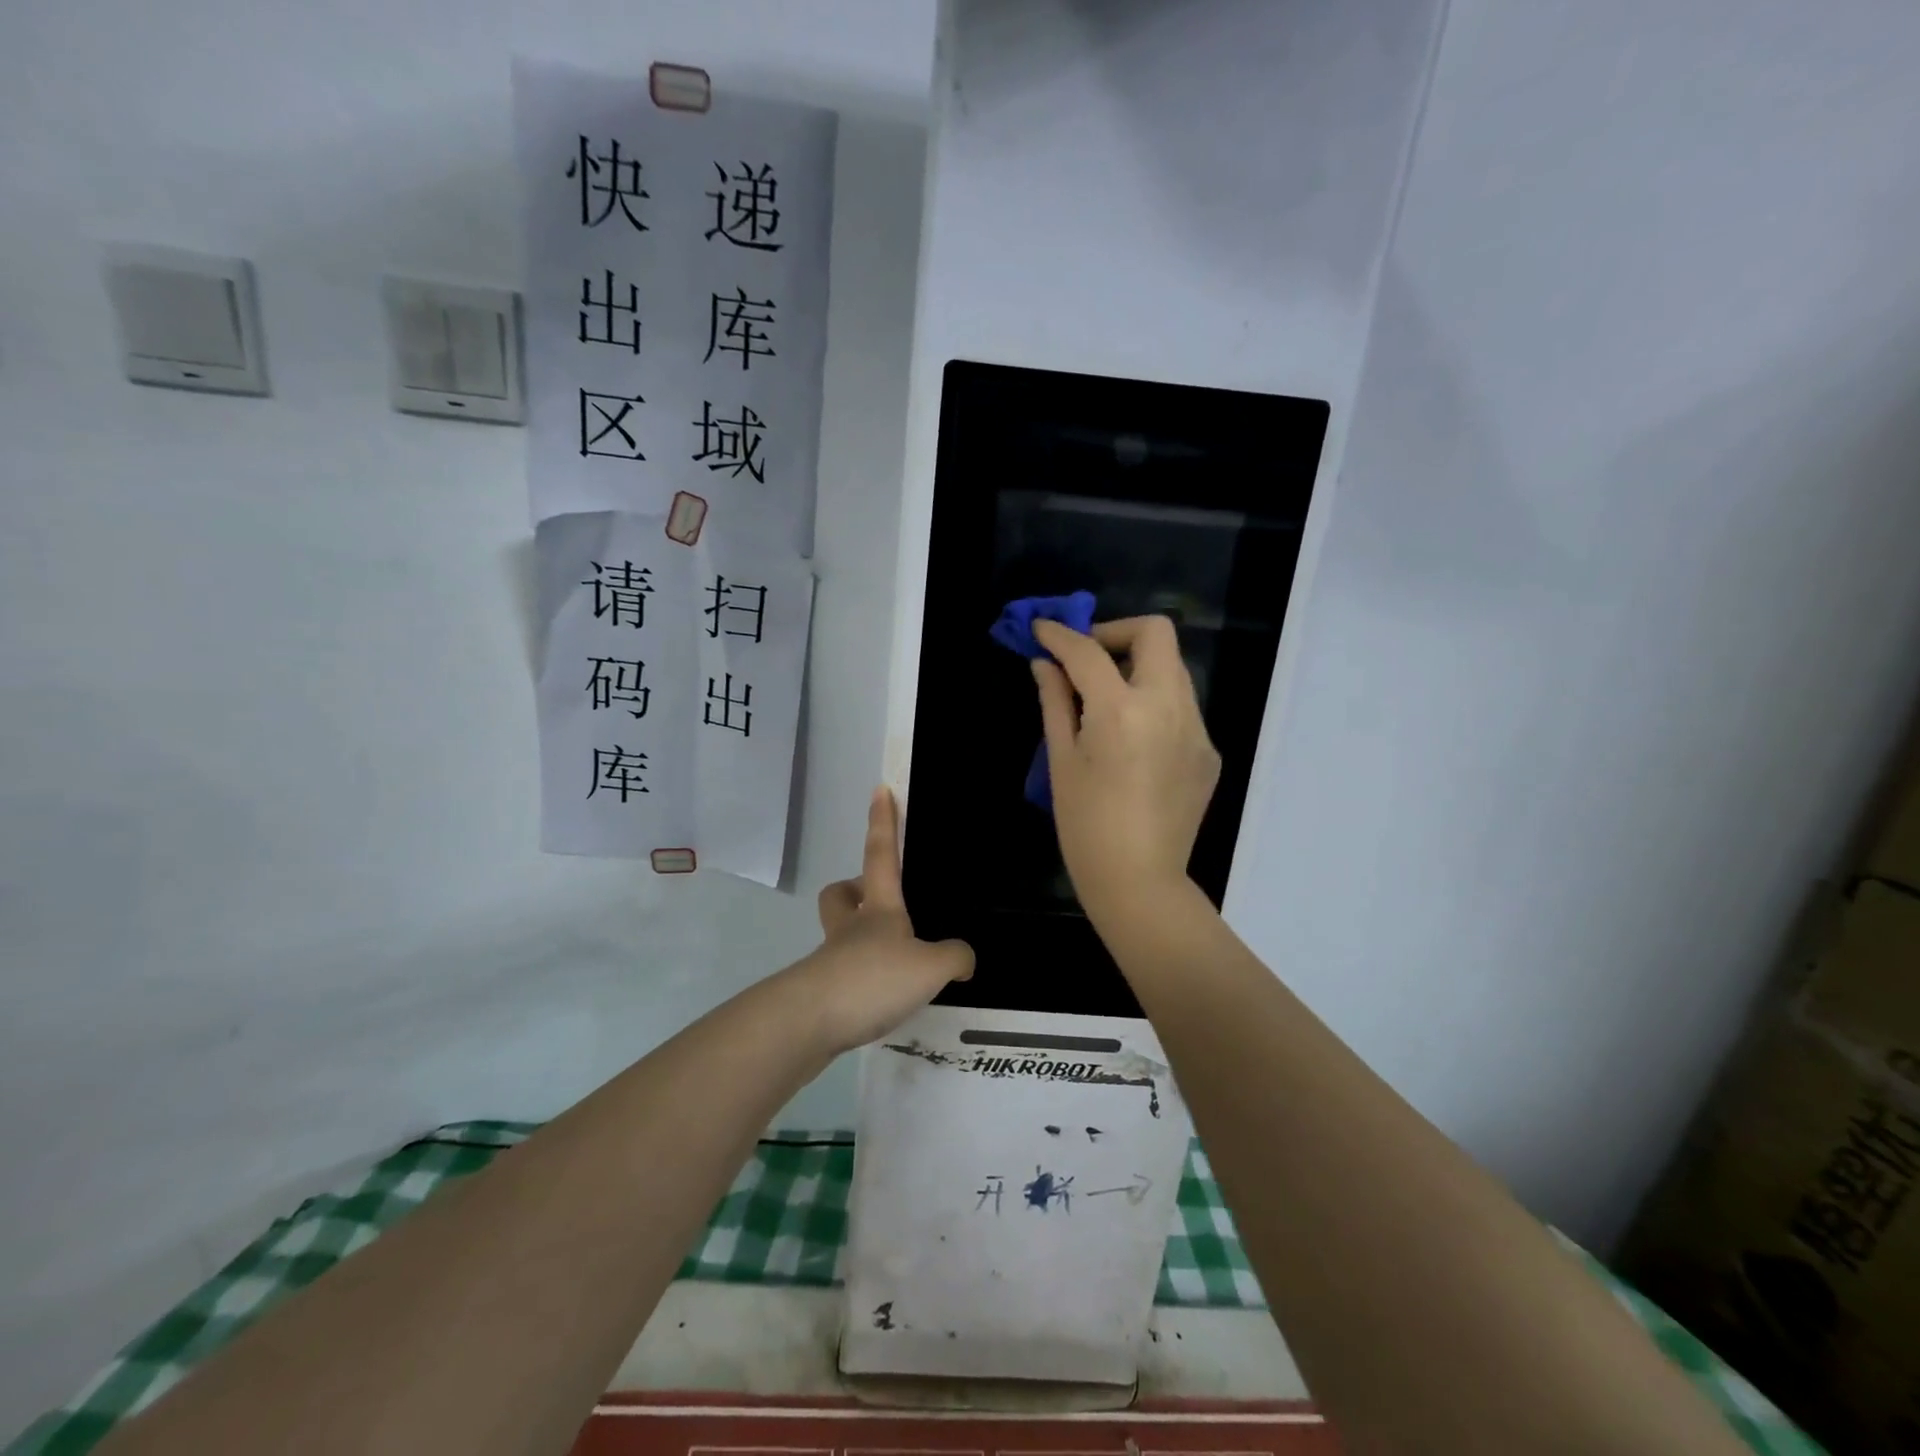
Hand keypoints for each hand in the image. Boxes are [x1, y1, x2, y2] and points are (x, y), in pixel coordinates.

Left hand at [791, 787, 973, 1052]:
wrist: (810, 1021)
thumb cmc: (873, 978)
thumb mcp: (930, 967)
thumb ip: (954, 957)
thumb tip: (963, 958)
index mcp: (879, 908)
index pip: (880, 853)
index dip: (882, 821)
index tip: (879, 790)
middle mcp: (851, 927)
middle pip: (841, 893)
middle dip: (853, 888)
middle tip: (877, 901)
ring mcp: (831, 959)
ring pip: (839, 933)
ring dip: (860, 937)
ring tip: (894, 962)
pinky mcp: (822, 992)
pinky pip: (843, 974)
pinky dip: (861, 980)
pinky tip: (882, 1000)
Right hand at [1031, 616, 1221, 916]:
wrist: (1139, 881)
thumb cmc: (1085, 826)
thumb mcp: (1061, 760)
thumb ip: (1055, 702)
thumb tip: (1045, 664)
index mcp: (1122, 710)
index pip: (1089, 651)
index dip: (1061, 634)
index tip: (1042, 628)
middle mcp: (1168, 707)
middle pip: (1155, 633)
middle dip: (1115, 632)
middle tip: (1085, 658)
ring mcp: (1197, 728)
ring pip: (1172, 668)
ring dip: (1136, 667)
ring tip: (1105, 698)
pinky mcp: (1208, 751)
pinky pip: (1181, 707)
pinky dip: (1153, 703)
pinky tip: (1132, 740)